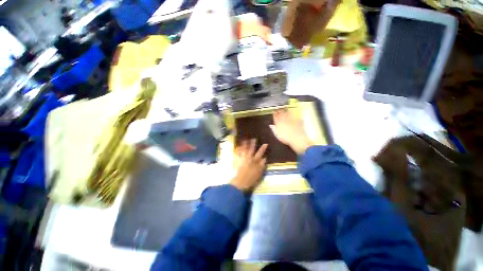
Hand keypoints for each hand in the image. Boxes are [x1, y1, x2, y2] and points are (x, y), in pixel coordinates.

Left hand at [230, 139, 267, 191]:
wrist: (240, 182)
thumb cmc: (251, 179)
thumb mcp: (259, 173)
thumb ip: (262, 165)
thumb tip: (264, 158)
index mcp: (255, 161)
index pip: (260, 154)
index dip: (263, 149)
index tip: (265, 144)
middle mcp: (249, 158)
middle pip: (251, 149)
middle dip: (253, 144)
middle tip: (254, 138)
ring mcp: (242, 159)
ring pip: (244, 150)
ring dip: (245, 144)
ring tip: (245, 139)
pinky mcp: (237, 161)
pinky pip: (237, 153)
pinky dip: (238, 149)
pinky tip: (238, 146)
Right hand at [270, 109, 313, 154]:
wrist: (297, 139)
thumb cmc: (286, 138)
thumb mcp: (277, 135)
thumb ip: (274, 129)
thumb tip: (271, 125)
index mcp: (279, 123)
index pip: (276, 116)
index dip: (274, 114)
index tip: (274, 112)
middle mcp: (285, 120)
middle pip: (282, 113)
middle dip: (280, 111)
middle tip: (279, 109)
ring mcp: (292, 119)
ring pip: (288, 113)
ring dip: (286, 111)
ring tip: (285, 109)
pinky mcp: (298, 120)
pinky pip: (295, 116)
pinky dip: (293, 114)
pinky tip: (293, 114)